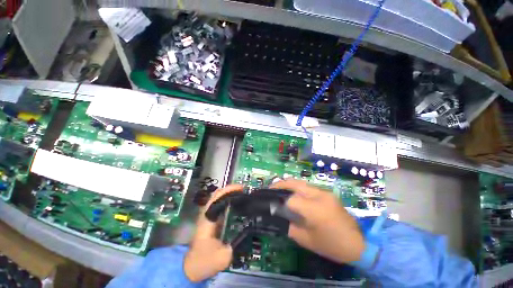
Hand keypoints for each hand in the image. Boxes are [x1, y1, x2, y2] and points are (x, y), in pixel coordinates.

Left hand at [184, 184, 241, 281]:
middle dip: (230, 189)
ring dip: (229, 193)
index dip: (229, 190)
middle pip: (217, 194)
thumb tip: (245, 234)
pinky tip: (236, 203)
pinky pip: (220, 204)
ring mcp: (208, 215)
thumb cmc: (204, 261)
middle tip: (243, 190)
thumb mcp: (222, 257)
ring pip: (218, 198)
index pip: (217, 197)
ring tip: (241, 194)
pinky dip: (228, 200)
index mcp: (208, 218)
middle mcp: (207, 214)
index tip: (241, 188)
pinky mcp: (211, 219)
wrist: (192, 267)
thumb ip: (235, 246)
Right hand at [271, 180, 364, 263]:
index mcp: (315, 209)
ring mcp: (324, 192)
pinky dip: (297, 188)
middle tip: (271, 188)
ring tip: (279, 189)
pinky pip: (308, 187)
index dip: (280, 202)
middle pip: (295, 183)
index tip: (271, 205)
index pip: (291, 199)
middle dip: (281, 184)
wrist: (359, 244)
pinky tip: (293, 192)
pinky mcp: (327, 193)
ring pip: (301, 183)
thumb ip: (290, 226)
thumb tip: (279, 216)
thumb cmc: (332, 245)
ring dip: (289, 184)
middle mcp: (319, 195)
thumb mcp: (308, 240)